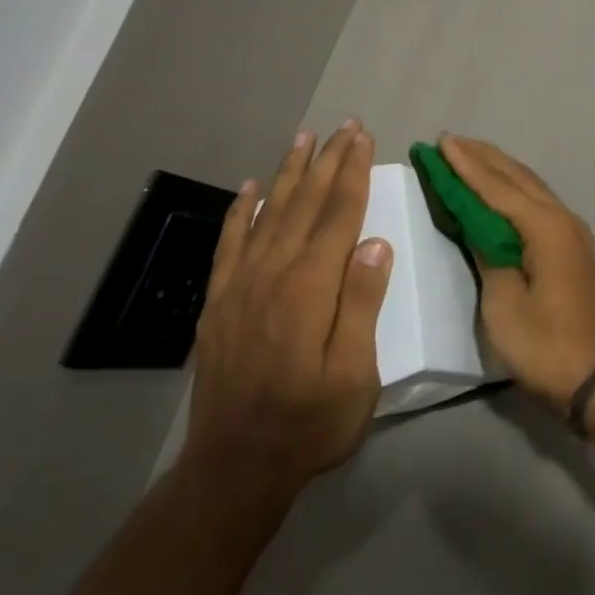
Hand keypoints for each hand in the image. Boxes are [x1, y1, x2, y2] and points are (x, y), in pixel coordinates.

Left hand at [180, 121, 392, 509]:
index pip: (338, 215)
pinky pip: (230, 243)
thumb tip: (375, 243)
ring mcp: (240, 286)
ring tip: (304, 139)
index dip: (353, 173)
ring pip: (269, 214)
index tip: (364, 139)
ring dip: (290, 173)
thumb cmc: (310, 422)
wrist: (235, 468)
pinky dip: (241, 211)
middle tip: (345, 126)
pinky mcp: (219, 302)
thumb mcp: (355, 373)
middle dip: (328, 161)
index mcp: (310, 288)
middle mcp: (273, 274)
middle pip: (305, 204)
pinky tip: (251, 188)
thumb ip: (362, 304)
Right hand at [440, 135, 594, 407]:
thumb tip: (478, 225)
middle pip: (518, 178)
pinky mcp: (573, 249)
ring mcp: (573, 233)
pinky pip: (538, 205)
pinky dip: (514, 191)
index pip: (497, 187)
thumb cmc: (546, 344)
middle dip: (483, 158)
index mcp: (545, 227)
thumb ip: (489, 255)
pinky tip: (501, 191)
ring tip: (471, 154)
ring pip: (531, 188)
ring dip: (500, 170)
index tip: (441, 142)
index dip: (466, 165)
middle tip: (450, 140)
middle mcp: (563, 219)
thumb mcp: (504, 304)